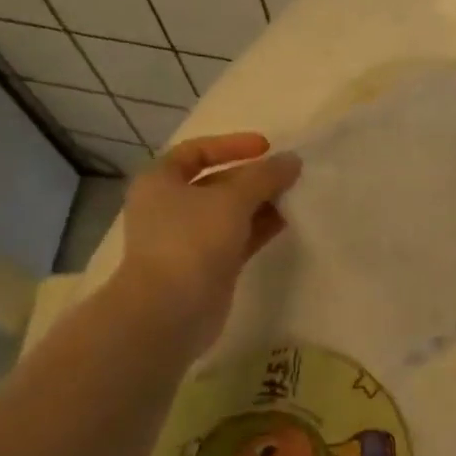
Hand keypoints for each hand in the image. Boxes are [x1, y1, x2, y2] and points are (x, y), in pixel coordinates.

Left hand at [110, 132, 300, 358]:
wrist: (169, 311)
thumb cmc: (192, 241)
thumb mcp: (232, 199)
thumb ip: (265, 176)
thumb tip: (292, 160)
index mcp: (160, 181)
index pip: (196, 151)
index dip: (231, 144)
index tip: (266, 147)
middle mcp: (170, 207)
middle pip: (217, 182)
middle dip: (253, 177)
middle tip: (289, 173)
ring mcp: (188, 239)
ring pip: (230, 212)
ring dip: (261, 202)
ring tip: (295, 195)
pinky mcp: (208, 265)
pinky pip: (238, 237)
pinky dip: (260, 227)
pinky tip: (288, 221)